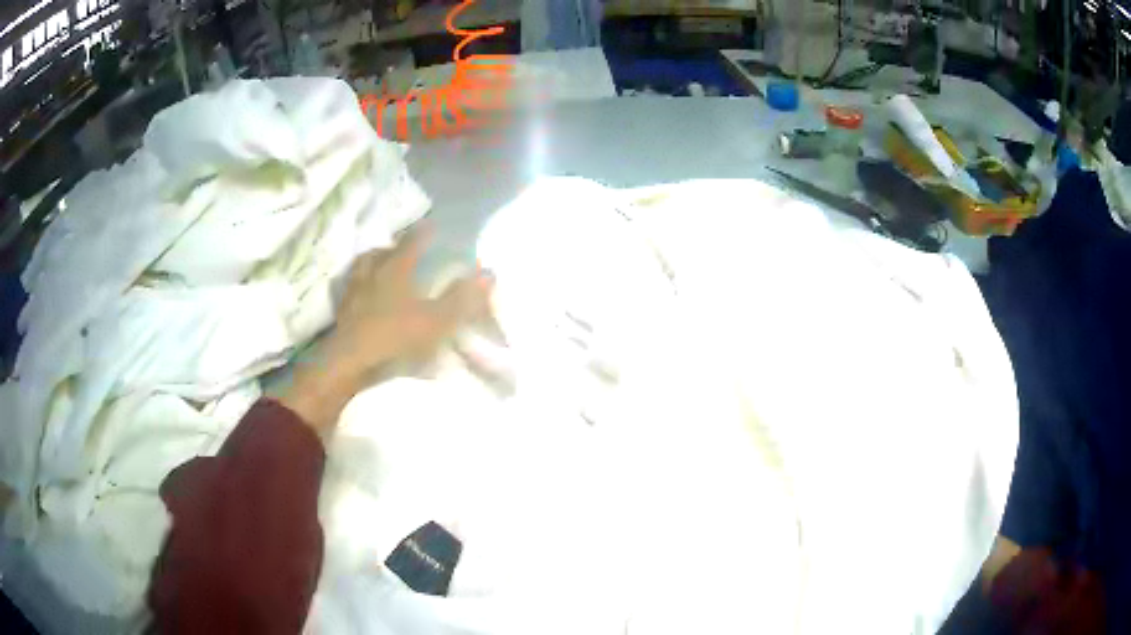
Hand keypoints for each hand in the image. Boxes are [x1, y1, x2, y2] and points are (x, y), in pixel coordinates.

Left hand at [282, 230, 491, 433]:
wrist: (350, 365)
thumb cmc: (395, 338)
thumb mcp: (436, 321)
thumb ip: (462, 298)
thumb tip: (489, 273)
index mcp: (395, 270)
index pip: (411, 243)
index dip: (423, 233)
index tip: (431, 226)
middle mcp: (371, 274)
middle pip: (380, 253)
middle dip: (392, 248)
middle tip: (401, 249)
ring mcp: (352, 294)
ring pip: (361, 269)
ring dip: (371, 265)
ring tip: (379, 270)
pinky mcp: (341, 314)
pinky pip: (350, 292)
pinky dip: (358, 289)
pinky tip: (363, 299)